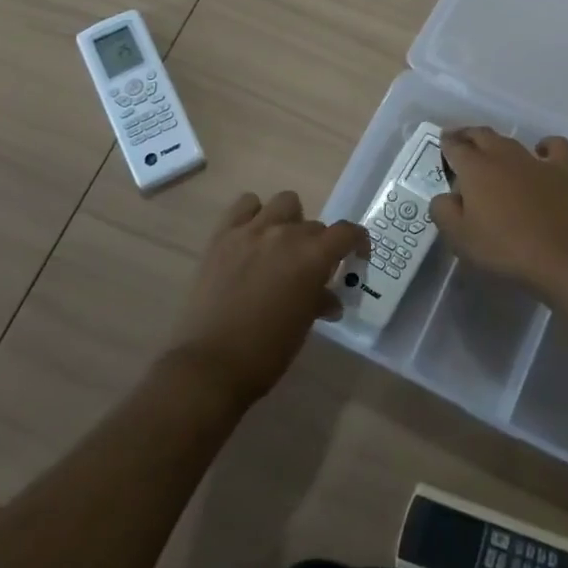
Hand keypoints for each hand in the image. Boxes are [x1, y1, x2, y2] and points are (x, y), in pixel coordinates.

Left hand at [165, 191, 366, 405]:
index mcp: (312, 257)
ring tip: (280, 245)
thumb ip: (319, 301)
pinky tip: (251, 236)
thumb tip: (329, 300)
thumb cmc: (266, 352)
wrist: (210, 365)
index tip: (357, 256)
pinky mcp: (222, 235)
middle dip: (318, 245)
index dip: (357, 241)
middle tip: (308, 269)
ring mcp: (251, 231)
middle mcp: (285, 234)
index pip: (347, 232)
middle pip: (314, 225)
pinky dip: (254, 214)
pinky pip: (244, 205)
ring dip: (289, 220)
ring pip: (284, 202)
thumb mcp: (303, 326)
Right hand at [428, 127, 567, 300]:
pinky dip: (545, 145)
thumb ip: (443, 211)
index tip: (441, 143)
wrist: (560, 256)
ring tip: (490, 151)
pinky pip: (554, 147)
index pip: (455, 146)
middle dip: (467, 135)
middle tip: (460, 140)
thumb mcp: (459, 237)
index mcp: (475, 168)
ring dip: (497, 142)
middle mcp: (503, 155)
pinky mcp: (561, 171)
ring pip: (511, 140)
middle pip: (481, 134)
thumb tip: (444, 197)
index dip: (445, 143)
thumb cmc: (504, 248)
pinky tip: (540, 152)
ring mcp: (534, 161)